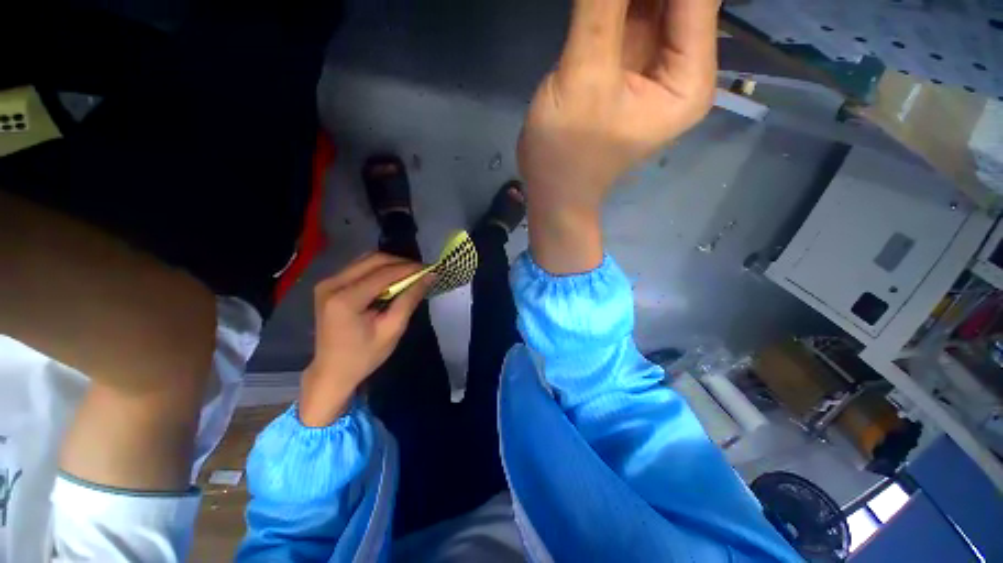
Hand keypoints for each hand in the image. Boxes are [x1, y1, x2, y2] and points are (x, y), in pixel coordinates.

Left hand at [298, 253, 433, 426]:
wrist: (332, 371)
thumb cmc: (364, 356)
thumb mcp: (392, 329)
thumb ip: (409, 299)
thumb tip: (429, 277)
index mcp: (345, 299)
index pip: (383, 273)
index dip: (409, 268)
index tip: (430, 269)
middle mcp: (332, 284)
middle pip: (373, 260)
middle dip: (401, 263)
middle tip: (422, 272)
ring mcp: (328, 283)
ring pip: (366, 260)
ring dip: (391, 264)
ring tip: (410, 275)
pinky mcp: (329, 285)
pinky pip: (359, 268)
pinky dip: (379, 270)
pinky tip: (392, 280)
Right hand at [519, 0, 718, 272]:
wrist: (551, 188)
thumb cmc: (567, 153)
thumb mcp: (584, 79)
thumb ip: (602, 7)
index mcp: (689, 79)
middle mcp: (680, 67)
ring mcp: (651, 66)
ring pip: (651, 2)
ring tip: (600, 1)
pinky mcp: (623, 65)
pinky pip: (626, 13)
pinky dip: (613, 0)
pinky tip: (597, 3)